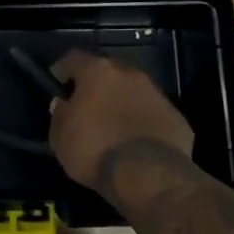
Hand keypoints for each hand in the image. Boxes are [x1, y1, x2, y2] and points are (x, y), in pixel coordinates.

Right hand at [49, 50, 194, 189]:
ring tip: (112, 125)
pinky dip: (142, 122)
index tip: (56, 83)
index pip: (74, 58)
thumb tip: (63, 104)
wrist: (149, 175)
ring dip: (122, 102)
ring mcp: (157, 94)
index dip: (63, 69)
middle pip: (108, 71)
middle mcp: (130, 74)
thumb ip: (60, 114)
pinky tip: (136, 141)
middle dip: (96, 85)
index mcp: (98, 72)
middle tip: (86, 104)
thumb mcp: (60, 136)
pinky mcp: (177, 118)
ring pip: (133, 91)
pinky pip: (152, 114)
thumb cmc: (94, 149)